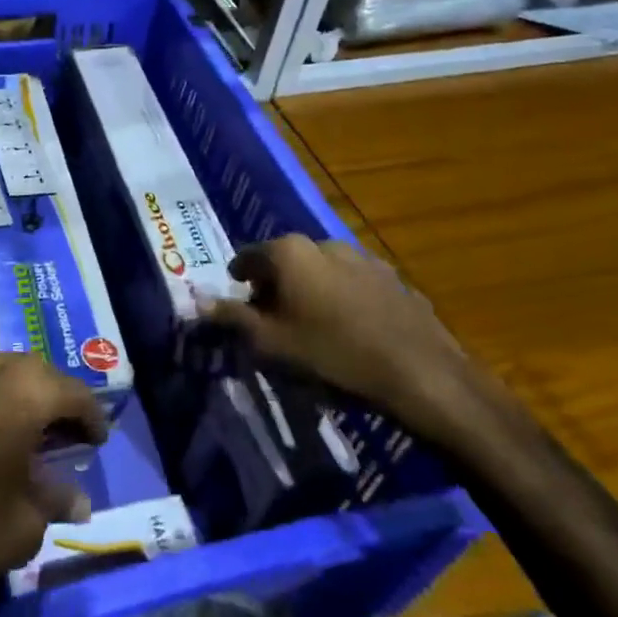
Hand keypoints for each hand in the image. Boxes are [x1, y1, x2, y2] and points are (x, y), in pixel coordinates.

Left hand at [0, 352, 107, 616]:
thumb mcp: (16, 531)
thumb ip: (52, 504)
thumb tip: (76, 498)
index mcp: (19, 393)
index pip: (70, 391)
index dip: (91, 416)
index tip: (99, 441)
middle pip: (31, 370)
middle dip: (53, 396)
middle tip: (64, 433)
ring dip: (15, 394)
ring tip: (23, 432)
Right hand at [205, 235, 477, 444]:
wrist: (420, 373)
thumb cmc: (332, 355)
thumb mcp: (270, 343)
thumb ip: (231, 318)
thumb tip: (197, 300)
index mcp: (289, 252)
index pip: (247, 258)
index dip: (239, 283)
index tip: (241, 309)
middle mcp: (323, 243)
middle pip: (285, 261)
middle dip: (275, 287)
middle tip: (275, 324)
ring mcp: (363, 257)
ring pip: (321, 271)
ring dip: (311, 292)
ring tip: (314, 329)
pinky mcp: (393, 277)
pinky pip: (353, 284)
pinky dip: (343, 300)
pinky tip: (351, 332)